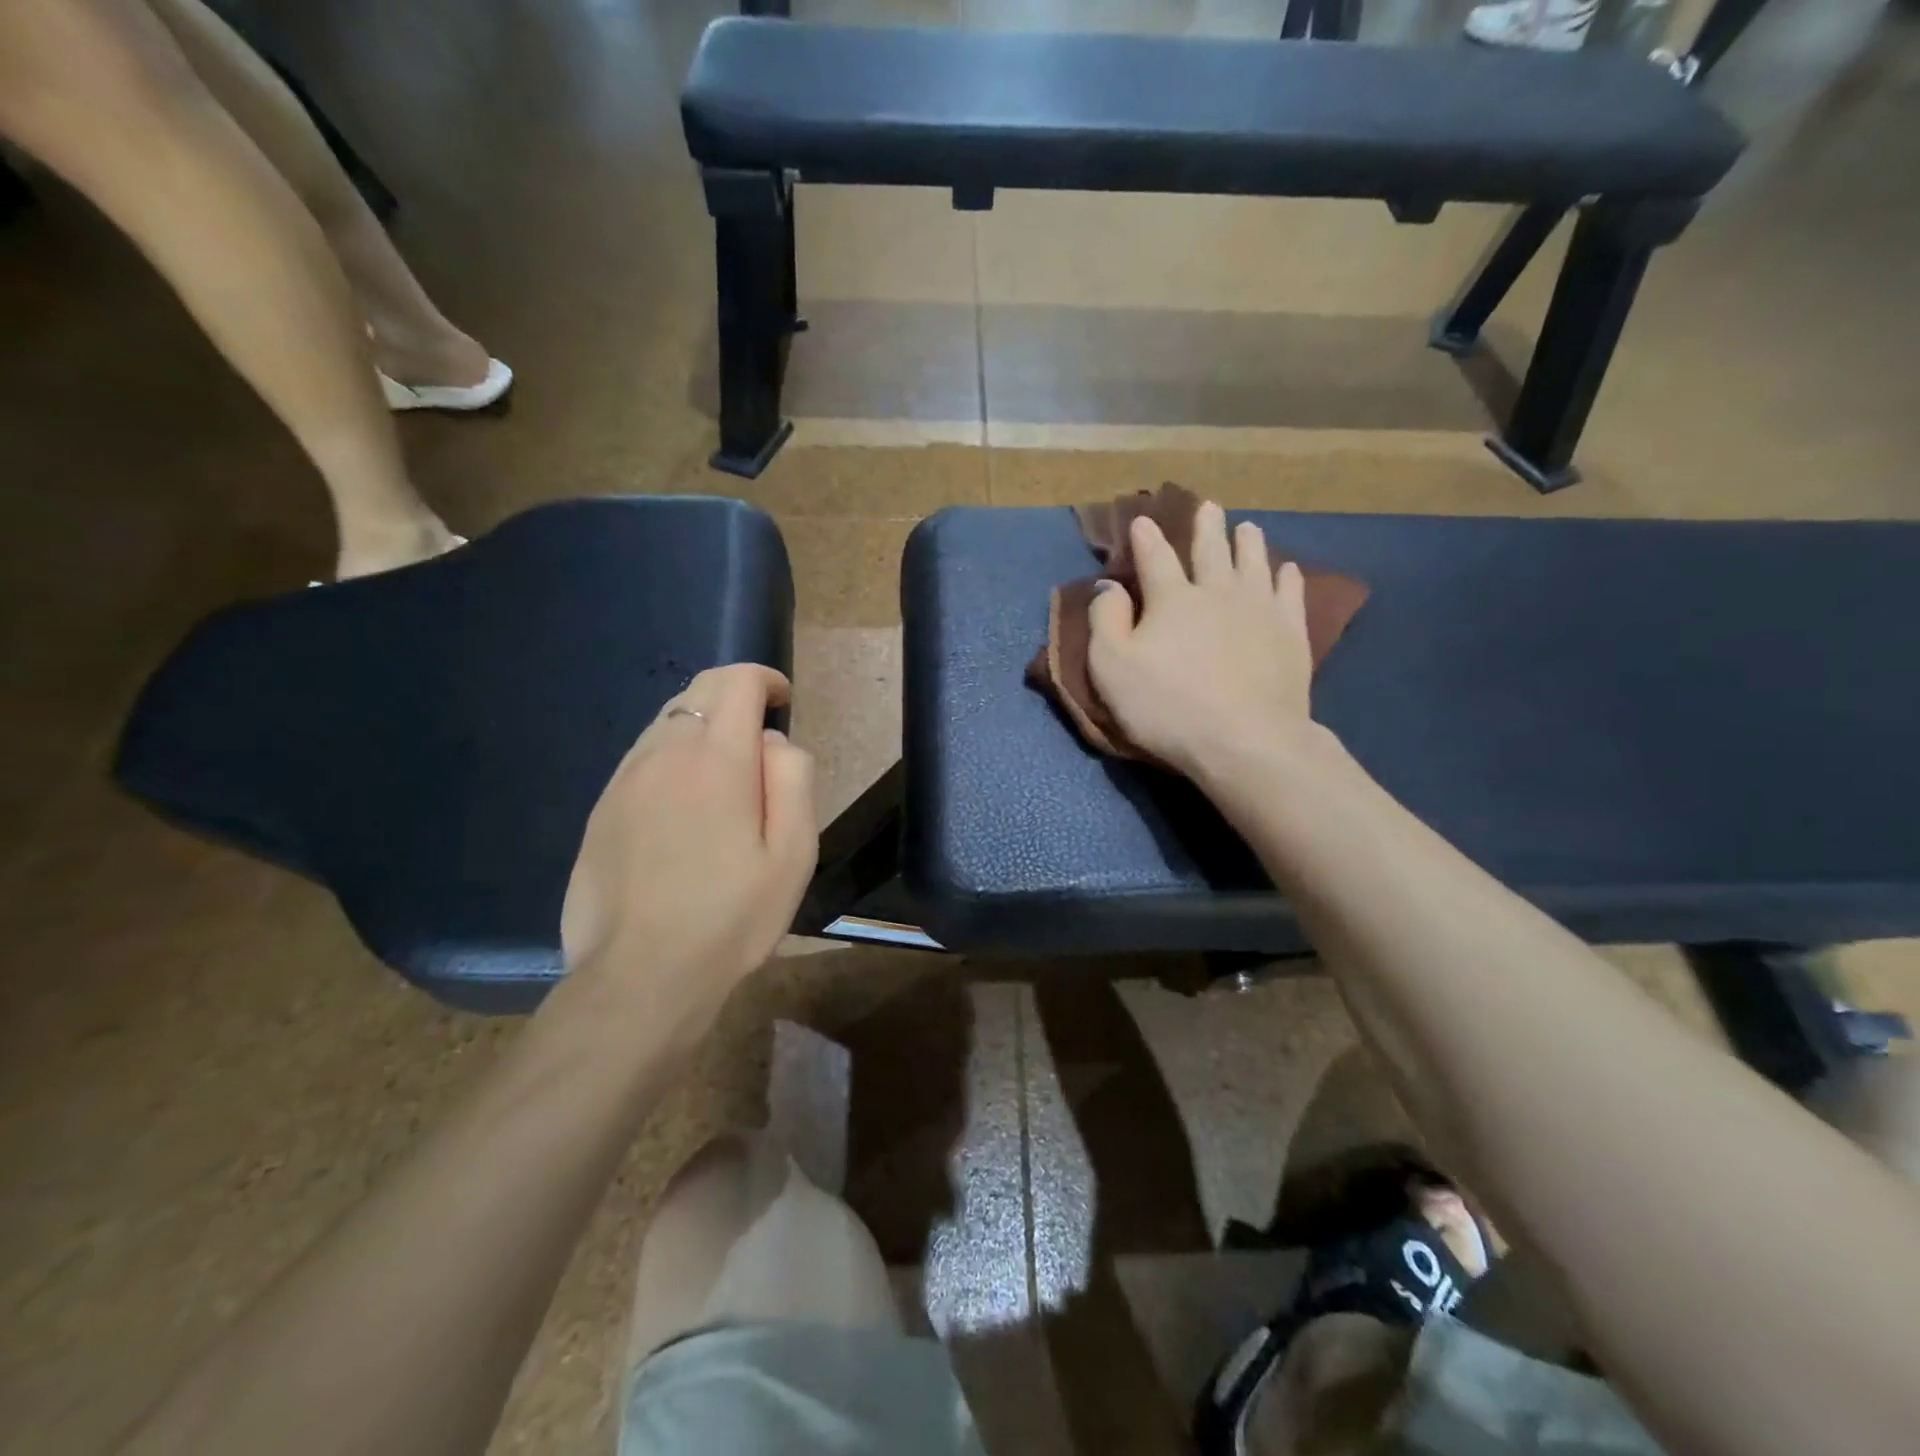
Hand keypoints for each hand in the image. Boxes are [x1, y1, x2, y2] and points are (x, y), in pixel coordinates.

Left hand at [560, 664, 815, 1018]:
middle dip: (734, 693)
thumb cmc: (732, 916)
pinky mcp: (601, 809)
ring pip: (666, 722)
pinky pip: (642, 758)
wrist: (641, 976)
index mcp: (716, 760)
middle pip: (698, 691)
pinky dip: (671, 755)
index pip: (736, 681)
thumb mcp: (795, 852)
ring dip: (701, 724)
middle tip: (759, 730)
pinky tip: (684, 801)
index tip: (782, 701)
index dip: (764, 679)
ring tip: (725, 769)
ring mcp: (624, 780)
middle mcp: (663, 755)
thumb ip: (793, 778)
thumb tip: (771, 741)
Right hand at [1088, 501, 1314, 778]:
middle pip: (1211, 550)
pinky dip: (1287, 577)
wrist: (1245, 739)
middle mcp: (1217, 592)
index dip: (1146, 538)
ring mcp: (1259, 609)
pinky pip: (1290, 593)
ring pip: (1254, 563)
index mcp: (1171, 599)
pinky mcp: (1291, 633)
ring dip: (1248, 542)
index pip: (1155, 558)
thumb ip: (1106, 622)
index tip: (1142, 520)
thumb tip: (1109, 588)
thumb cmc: (1168, 707)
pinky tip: (1287, 570)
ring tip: (1248, 527)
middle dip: (1206, 527)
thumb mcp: (1112, 668)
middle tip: (1208, 507)